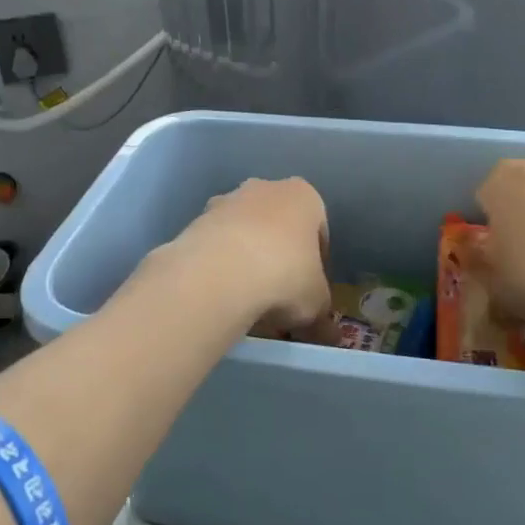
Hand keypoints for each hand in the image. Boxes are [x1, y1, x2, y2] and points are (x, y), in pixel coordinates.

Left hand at [168, 178, 337, 342]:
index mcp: (303, 196)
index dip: (317, 262)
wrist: (219, 274)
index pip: (318, 229)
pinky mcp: (196, 221)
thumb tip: (329, 336)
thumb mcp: (316, 304)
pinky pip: (217, 244)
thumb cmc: (285, 276)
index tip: (311, 289)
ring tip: (248, 298)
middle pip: (278, 225)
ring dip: (248, 258)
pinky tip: (222, 293)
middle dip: (280, 255)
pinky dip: (221, 265)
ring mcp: (226, 201)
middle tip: (280, 294)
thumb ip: (323, 317)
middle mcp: (265, 188)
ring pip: (244, 232)